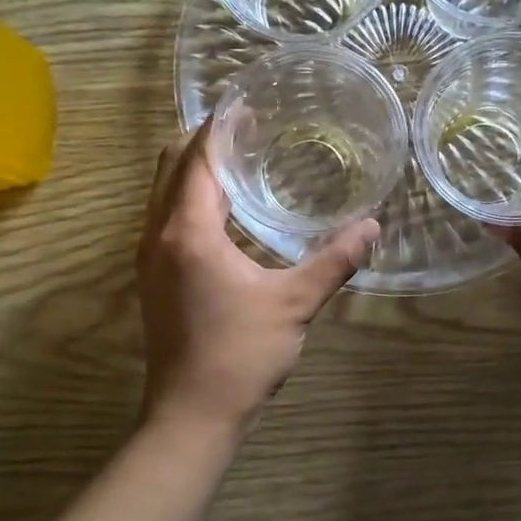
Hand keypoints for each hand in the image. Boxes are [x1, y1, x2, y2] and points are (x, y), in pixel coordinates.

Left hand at [137, 121, 378, 438]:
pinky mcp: (154, 278)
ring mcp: (149, 258)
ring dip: (194, 169)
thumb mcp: (294, 303)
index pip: (197, 159)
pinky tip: (224, 211)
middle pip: (171, 167)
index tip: (247, 105)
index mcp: (188, 231)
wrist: (190, 415)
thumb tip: (371, 226)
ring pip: (163, 193)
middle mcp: (158, 235)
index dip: (220, 128)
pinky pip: (165, 218)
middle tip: (247, 128)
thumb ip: (333, 260)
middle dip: (204, 141)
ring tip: (238, 159)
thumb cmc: (240, 354)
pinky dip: (188, 198)